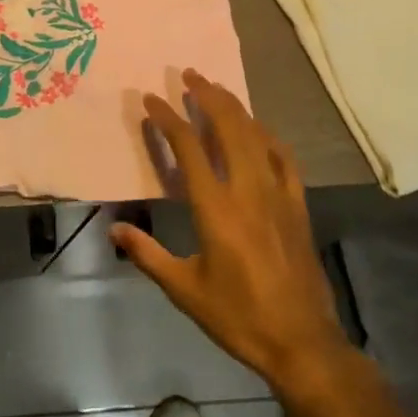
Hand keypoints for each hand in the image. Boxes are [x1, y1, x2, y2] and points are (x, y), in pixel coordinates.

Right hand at [110, 70, 351, 392]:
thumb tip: (115, 229)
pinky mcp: (297, 204)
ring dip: (235, 107)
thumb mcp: (185, 290)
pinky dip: (267, 136)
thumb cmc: (238, 316)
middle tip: (189, 74)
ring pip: (256, 135)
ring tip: (216, 89)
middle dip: (207, 95)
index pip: (188, 147)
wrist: (302, 342)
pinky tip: (259, 129)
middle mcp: (247, 189)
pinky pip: (283, 158)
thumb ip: (148, 255)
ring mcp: (277, 193)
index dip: (169, 118)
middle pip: (228, 127)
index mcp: (216, 207)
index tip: (152, 99)